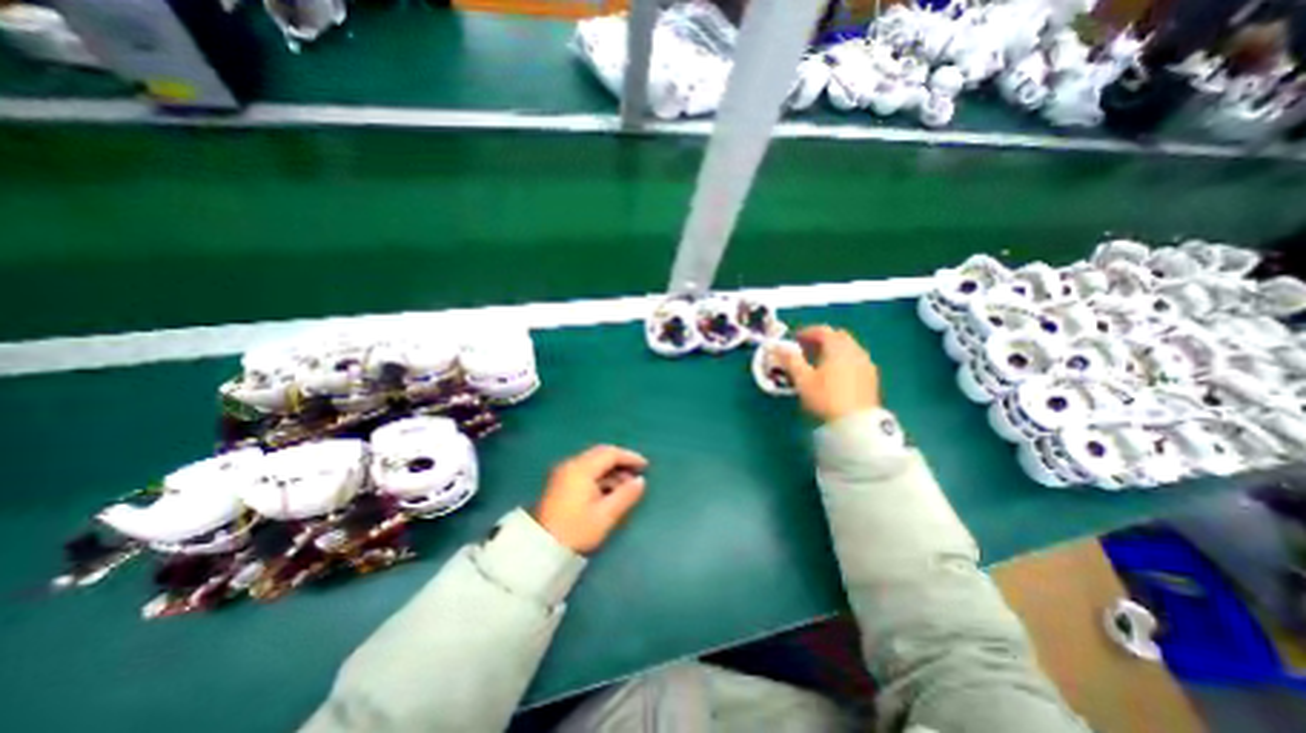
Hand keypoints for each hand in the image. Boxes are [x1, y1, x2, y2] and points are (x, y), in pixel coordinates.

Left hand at [535, 444, 647, 552]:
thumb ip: (625, 495)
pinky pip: (585, 470)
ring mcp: (564, 473)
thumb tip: (641, 481)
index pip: (610, 453)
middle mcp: (572, 464)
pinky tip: (608, 490)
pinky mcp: (560, 483)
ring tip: (625, 486)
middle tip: (636, 473)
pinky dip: (600, 476)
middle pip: (600, 454)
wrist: (540, 548)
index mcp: (582, 468)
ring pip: (593, 462)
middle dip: (620, 461)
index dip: (630, 457)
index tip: (645, 466)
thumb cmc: (576, 530)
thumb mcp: (606, 515)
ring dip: (610, 470)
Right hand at [768, 326, 882, 421]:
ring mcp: (865, 363)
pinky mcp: (871, 377)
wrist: (856, 423)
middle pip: (838, 336)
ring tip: (820, 362)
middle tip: (807, 349)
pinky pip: (856, 360)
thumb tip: (777, 347)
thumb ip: (790, 360)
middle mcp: (854, 350)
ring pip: (849, 347)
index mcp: (837, 347)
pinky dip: (844, 360)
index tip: (795, 339)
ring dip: (834, 349)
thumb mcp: (802, 379)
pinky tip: (836, 374)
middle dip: (822, 338)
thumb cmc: (825, 398)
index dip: (807, 332)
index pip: (822, 330)